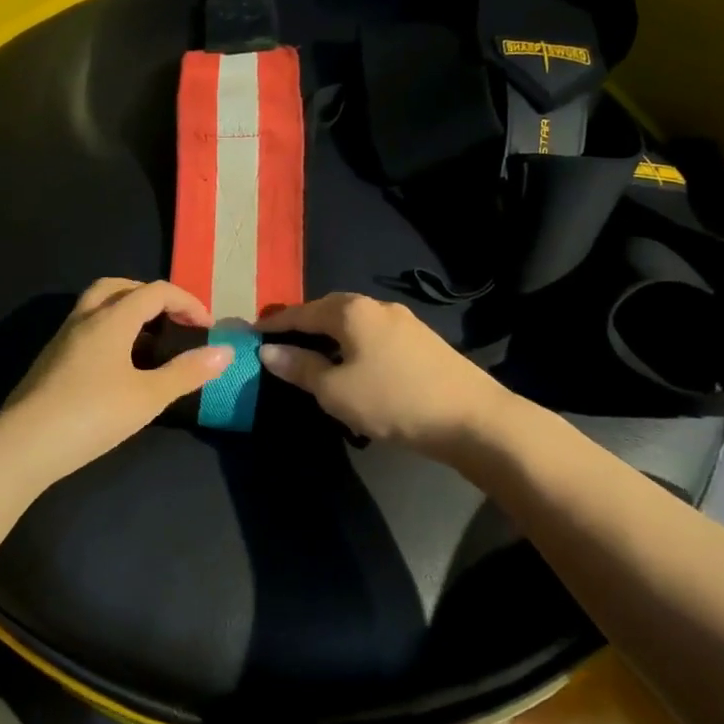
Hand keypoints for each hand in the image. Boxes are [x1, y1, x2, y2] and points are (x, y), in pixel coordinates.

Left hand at [0, 278, 232, 481]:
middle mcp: (84, 319)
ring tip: (149, 343)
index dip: (186, 302)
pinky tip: (118, 367)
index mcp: (110, 319)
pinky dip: (109, 332)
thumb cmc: (92, 415)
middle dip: (150, 296)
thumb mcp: (148, 397)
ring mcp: (62, 339)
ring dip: (127, 312)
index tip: (207, 327)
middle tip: (173, 320)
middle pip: (119, 287)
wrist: (23, 445)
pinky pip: (86, 329)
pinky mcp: (50, 360)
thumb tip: (223, 353)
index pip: (154, 291)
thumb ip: (186, 372)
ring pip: (97, 306)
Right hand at [257, 293, 508, 459]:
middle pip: (328, 309)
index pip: (301, 312)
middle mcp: (376, 306)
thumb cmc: (393, 400)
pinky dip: (353, 344)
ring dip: (330, 335)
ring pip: (354, 322)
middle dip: (303, 324)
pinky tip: (353, 365)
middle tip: (281, 342)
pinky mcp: (422, 340)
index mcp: (350, 311)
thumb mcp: (335, 390)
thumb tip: (267, 352)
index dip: (274, 324)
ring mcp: (403, 321)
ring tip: (314, 356)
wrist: (472, 418)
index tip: (251, 333)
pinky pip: (374, 334)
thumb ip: (300, 368)